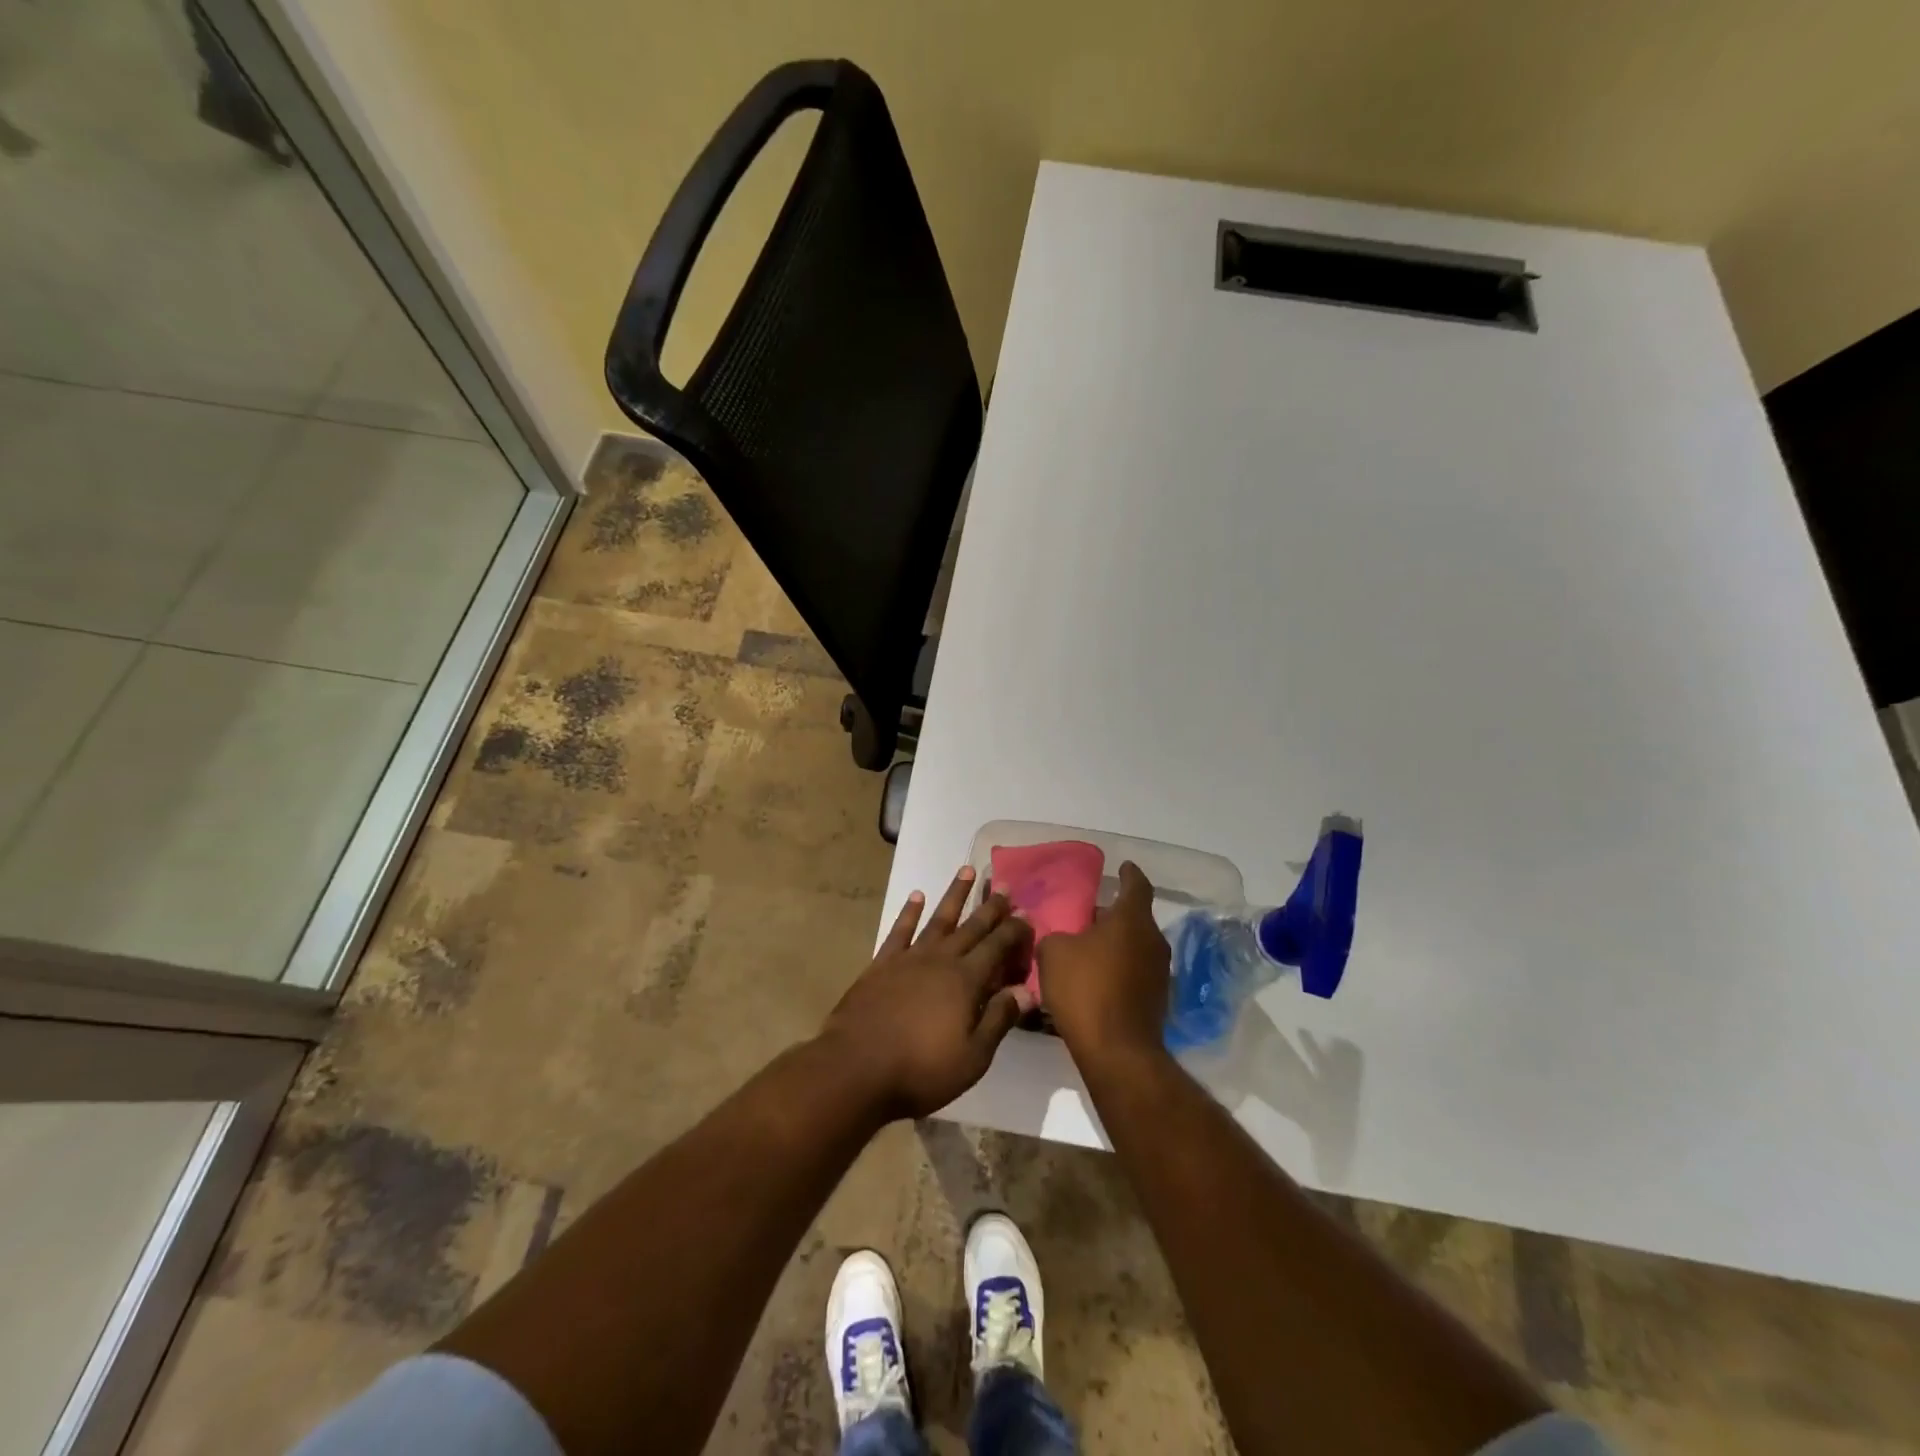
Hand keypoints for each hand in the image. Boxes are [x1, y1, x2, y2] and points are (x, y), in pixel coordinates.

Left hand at [822, 867, 1035, 1119]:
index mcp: (966, 981)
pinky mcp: (881, 964)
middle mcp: (940, 960)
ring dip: (954, 895)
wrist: (856, 1068)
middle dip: (990, 907)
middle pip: (971, 927)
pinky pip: (900, 930)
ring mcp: (908, 958)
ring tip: (966, 870)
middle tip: (1003, 886)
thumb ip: (999, 1019)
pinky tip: (916, 896)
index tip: (1027, 915)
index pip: (997, 947)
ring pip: (938, 919)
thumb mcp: (972, 1057)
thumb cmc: (920, 1070)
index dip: (1014, 931)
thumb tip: (1027, 990)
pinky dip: (909, 912)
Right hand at [1036, 861, 1170, 1065]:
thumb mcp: (1053, 953)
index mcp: (1132, 920)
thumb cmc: (1086, 990)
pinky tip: (1096, 979)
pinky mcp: (1157, 999)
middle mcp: (1153, 941)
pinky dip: (1119, 969)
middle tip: (1087, 914)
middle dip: (1113, 914)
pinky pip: (1135, 972)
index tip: (1122, 867)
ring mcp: (1159, 972)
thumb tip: (1061, 937)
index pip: (1137, 885)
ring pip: (1135, 946)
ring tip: (1087, 948)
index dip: (1129, 874)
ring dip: (1115, 944)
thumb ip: (1055, 935)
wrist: (1118, 1051)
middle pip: (1135, 918)